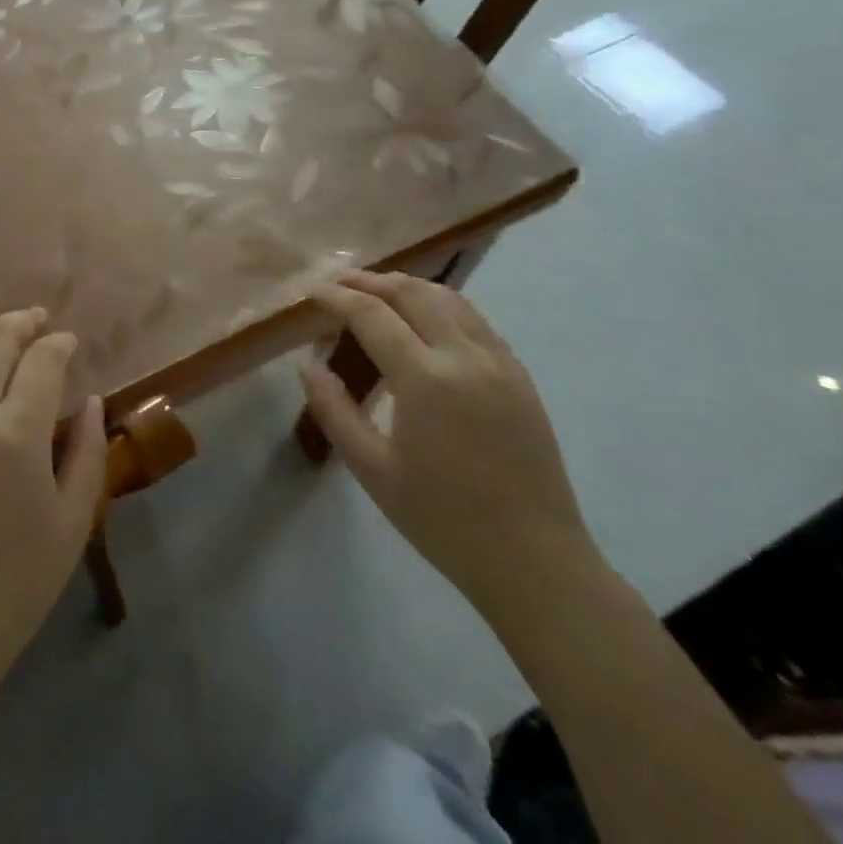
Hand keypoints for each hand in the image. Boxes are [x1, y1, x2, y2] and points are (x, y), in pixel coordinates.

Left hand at [0, 309, 107, 699]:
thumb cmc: (15, 584)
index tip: (70, 343)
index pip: (42, 361)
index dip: (60, 344)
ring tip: (0, 335)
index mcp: (16, 434)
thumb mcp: (72, 523)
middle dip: (20, 322)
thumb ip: (88, 453)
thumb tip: (92, 400)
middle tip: (38, 322)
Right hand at [301, 271, 599, 616]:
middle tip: (336, 284)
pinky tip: (423, 319)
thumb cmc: (443, 520)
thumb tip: (308, 364)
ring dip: (405, 286)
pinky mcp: (519, 374)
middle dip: (368, 281)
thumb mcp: (372, 470)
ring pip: (447, 297)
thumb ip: (334, 409)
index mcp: (425, 379)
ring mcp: (499, 361)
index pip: (371, 314)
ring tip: (375, 293)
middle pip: (410, 292)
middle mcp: (464, 356)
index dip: (336, 297)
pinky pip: (473, 319)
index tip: (311, 292)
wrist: (535, 562)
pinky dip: (439, 304)